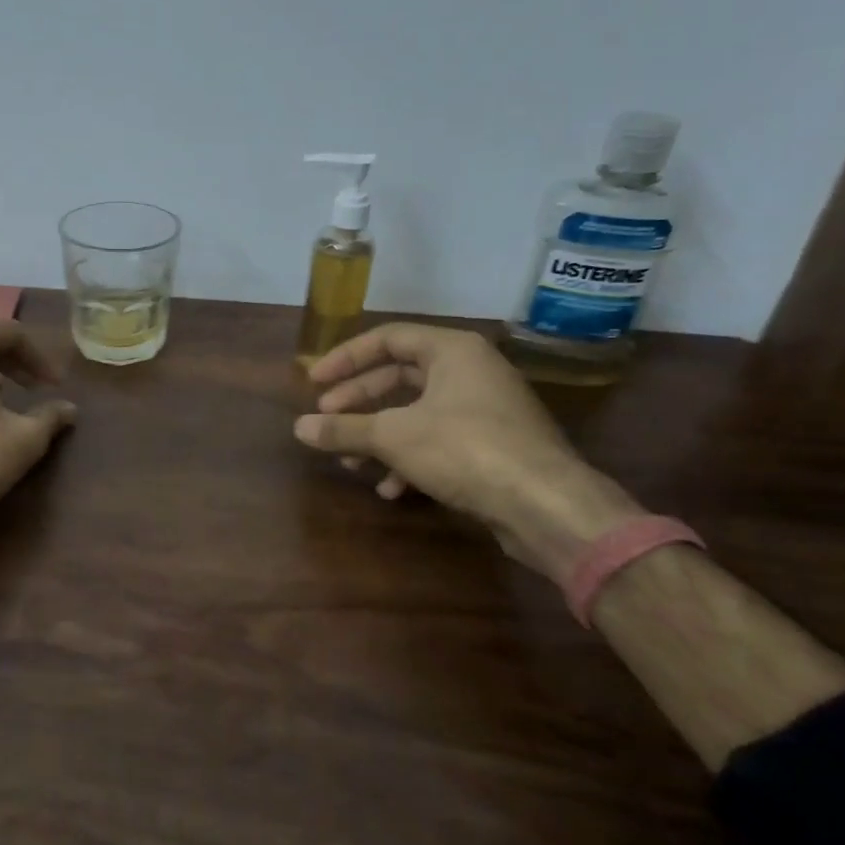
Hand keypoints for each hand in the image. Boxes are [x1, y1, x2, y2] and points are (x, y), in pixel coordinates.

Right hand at [293, 323, 643, 578]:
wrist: (546, 505)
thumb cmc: (465, 449)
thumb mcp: (394, 436)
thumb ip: (343, 428)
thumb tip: (298, 428)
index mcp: (453, 351)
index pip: (387, 338)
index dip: (345, 358)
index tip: (314, 382)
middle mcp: (471, 371)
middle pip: (400, 376)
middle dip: (359, 402)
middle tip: (326, 418)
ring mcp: (485, 409)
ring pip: (416, 413)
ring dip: (379, 436)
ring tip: (350, 462)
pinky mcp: (494, 445)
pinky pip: (438, 441)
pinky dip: (409, 459)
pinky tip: (391, 489)